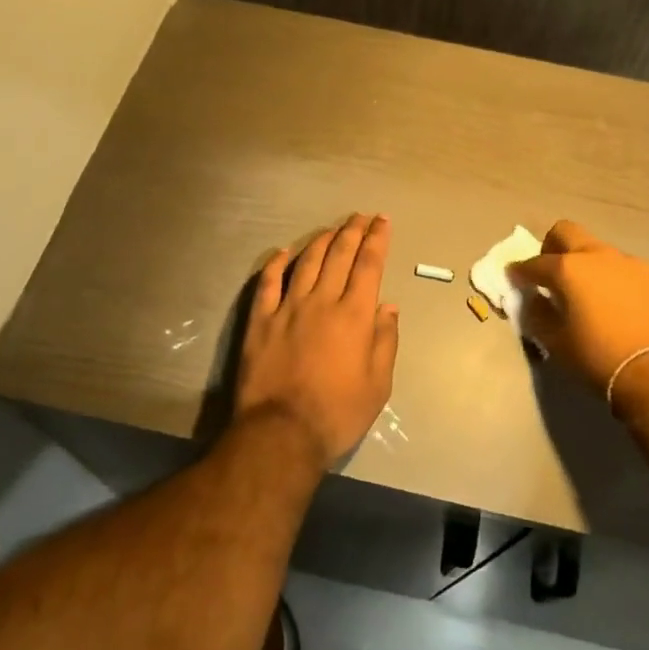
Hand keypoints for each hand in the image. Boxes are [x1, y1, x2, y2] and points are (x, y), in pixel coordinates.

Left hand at [235, 213, 398, 467]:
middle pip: (339, 255)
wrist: (281, 433)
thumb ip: (385, 340)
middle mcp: (322, 301)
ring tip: (332, 229)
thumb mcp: (378, 385)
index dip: (377, 239)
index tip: (382, 221)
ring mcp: (287, 308)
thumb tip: (388, 306)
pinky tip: (283, 252)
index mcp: (354, 315)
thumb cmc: (337, 413)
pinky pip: (268, 282)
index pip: (369, 265)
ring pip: (307, 262)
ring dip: (321, 240)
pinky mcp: (260, 320)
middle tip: (360, 216)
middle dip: (353, 231)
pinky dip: (276, 263)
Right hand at [509, 220, 648, 394]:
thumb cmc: (599, 358)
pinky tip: (630, 311)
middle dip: (554, 248)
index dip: (520, 271)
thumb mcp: (557, 343)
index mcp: (569, 269)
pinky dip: (624, 285)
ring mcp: (635, 264)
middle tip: (554, 274)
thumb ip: (539, 315)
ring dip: (593, 269)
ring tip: (597, 299)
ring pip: (604, 254)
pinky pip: (634, 274)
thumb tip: (535, 301)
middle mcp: (600, 256)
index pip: (534, 262)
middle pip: (568, 233)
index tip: (515, 278)